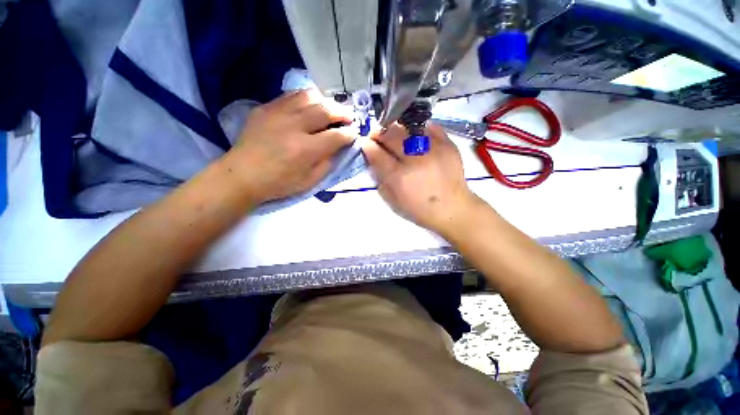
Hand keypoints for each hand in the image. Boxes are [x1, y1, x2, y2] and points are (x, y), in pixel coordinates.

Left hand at [221, 89, 354, 203]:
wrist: (242, 175)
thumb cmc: (279, 183)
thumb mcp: (310, 182)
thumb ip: (328, 164)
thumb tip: (339, 148)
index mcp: (306, 150)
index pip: (336, 136)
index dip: (349, 134)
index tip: (353, 134)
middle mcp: (294, 127)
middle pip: (325, 110)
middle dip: (342, 113)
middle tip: (349, 118)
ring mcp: (278, 114)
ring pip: (309, 96)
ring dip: (325, 101)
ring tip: (330, 109)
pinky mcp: (266, 108)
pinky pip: (291, 95)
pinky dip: (306, 99)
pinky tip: (310, 106)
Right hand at [361, 123, 478, 234]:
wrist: (453, 208)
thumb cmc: (420, 210)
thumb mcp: (394, 201)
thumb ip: (381, 180)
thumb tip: (374, 161)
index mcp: (400, 177)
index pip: (377, 153)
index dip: (367, 145)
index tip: (365, 143)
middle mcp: (415, 159)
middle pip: (391, 135)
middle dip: (379, 132)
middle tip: (377, 135)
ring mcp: (433, 149)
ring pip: (408, 127)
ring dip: (397, 129)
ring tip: (395, 134)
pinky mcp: (447, 144)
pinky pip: (429, 127)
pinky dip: (419, 129)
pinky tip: (415, 135)